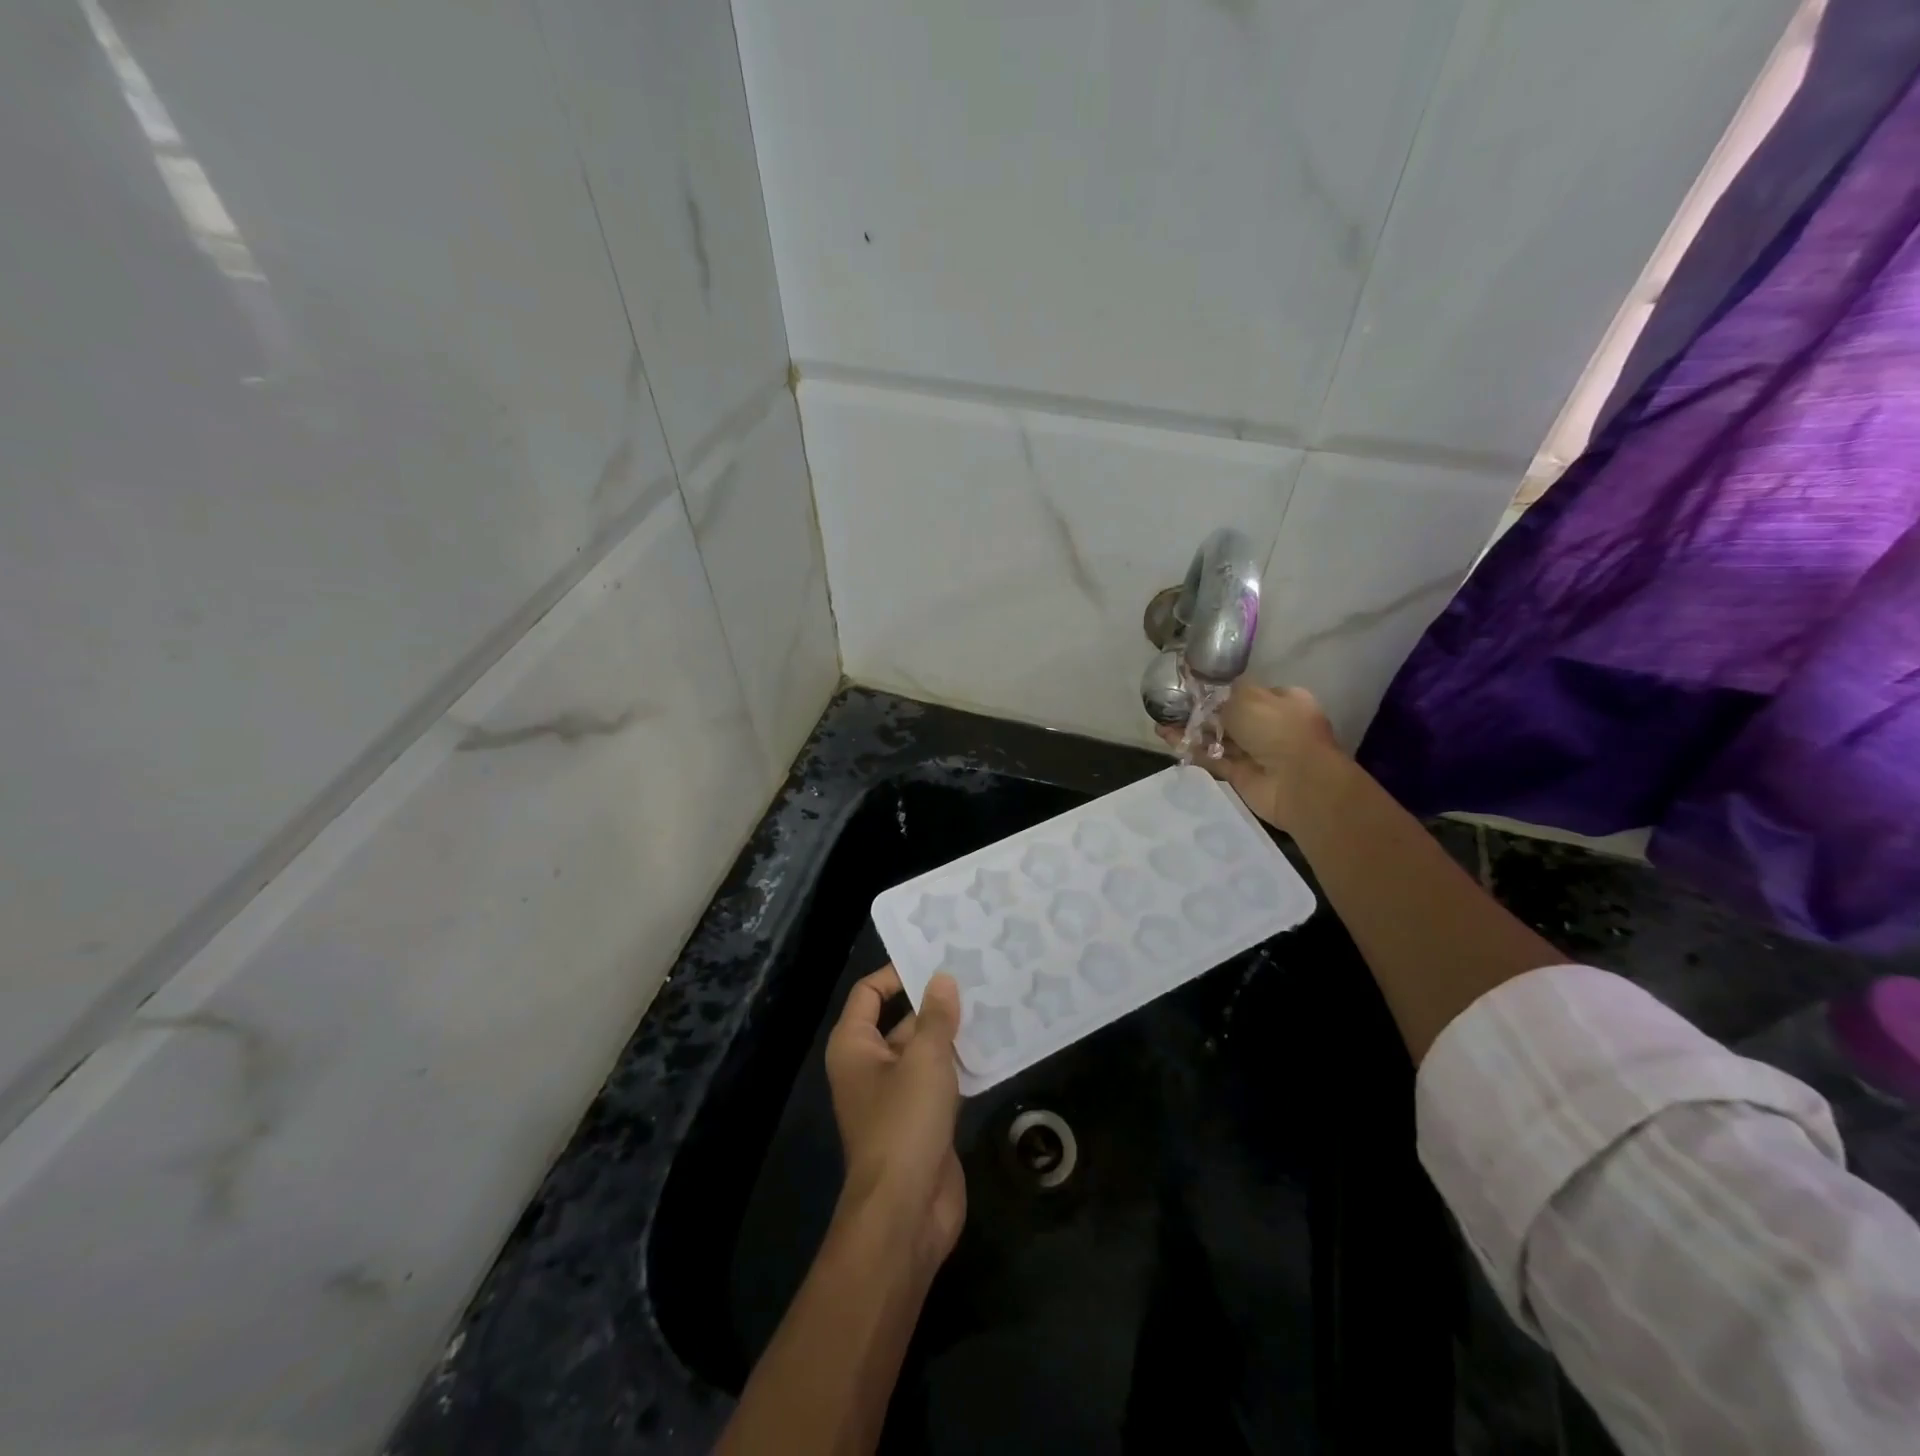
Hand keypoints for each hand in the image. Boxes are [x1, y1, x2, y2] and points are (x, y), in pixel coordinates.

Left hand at [825, 965, 965, 1273]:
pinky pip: (941, 1079)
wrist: (906, 1212)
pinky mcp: (923, 1119)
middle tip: (975, 973)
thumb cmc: (904, 1123)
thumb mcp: (923, 1060)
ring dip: (953, 1032)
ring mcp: (897, 1095)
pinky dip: (962, 1063)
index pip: (869, 993)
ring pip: (925, 1050)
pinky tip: (995, 1045)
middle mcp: (871, 1065)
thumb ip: (935, 1017)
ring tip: (993, 1000)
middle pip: (901, 1019)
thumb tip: (942, 979)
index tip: (936, 957)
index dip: (897, 973)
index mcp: (855, 1046)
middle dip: (934, 1000)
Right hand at [1159, 682, 1343, 831]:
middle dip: (1200, 711)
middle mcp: (1269, 724)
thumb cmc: (1278, 729)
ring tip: (1160, 723)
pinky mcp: (1240, 774)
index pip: (1246, 691)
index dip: (1220, 689)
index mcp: (1281, 701)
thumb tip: (1210, 691)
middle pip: (1228, 715)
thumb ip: (1225, 691)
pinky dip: (1191, 749)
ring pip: (1217, 737)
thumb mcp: (1250, 696)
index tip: (1192, 688)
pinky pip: (1212, 758)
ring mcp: (1255, 751)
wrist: (1297, 782)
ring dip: (1191, 730)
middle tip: (1170, 706)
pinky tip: (1167, 739)